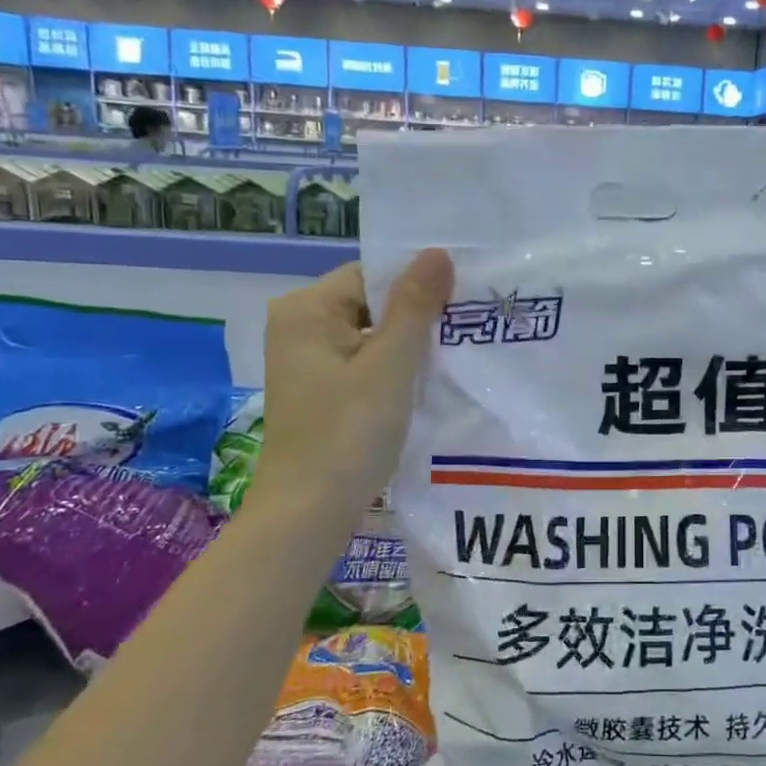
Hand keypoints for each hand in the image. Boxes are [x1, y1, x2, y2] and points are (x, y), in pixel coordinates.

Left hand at [245, 251, 453, 521]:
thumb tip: (438, 251)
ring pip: (372, 334)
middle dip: (417, 318)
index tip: (463, 306)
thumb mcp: (390, 365)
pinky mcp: (320, 389)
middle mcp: (299, 326)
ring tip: (454, 357)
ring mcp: (307, 361)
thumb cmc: (348, 433)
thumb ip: (415, 306)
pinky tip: (425, 383)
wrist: (308, 514)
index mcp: (306, 309)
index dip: (418, 287)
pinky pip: (364, 362)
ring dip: (409, 346)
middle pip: (372, 302)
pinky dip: (393, 370)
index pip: (373, 275)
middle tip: (466, 332)